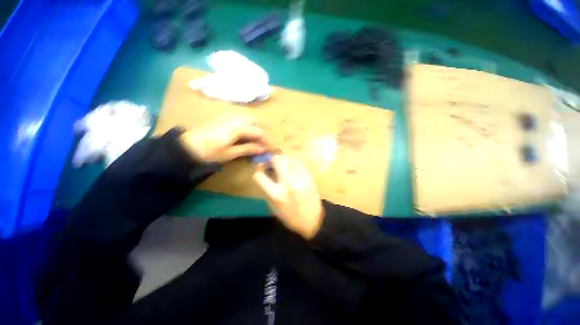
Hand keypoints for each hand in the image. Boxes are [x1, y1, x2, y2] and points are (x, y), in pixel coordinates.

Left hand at [180, 114, 267, 162]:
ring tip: (253, 139)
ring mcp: (228, 115)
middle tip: (260, 143)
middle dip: (260, 132)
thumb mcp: (230, 153)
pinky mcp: (223, 116)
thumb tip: (263, 149)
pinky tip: (243, 134)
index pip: (258, 132)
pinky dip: (246, 124)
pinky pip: (240, 117)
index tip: (268, 148)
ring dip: (253, 127)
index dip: (265, 140)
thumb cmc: (210, 152)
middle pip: (255, 121)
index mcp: (238, 127)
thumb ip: (248, 149)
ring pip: (248, 118)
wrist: (188, 146)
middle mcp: (235, 118)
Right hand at [253, 155, 323, 239]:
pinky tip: (293, 168)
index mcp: (276, 195)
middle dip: (272, 159)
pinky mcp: (309, 177)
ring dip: (284, 160)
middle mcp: (288, 184)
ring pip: (290, 159)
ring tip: (283, 165)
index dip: (258, 169)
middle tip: (272, 163)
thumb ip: (266, 189)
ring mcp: (300, 179)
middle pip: (278, 160)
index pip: (260, 176)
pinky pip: (299, 164)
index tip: (260, 167)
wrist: (313, 219)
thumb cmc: (290, 216)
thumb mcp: (273, 206)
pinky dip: (294, 163)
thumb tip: (264, 172)